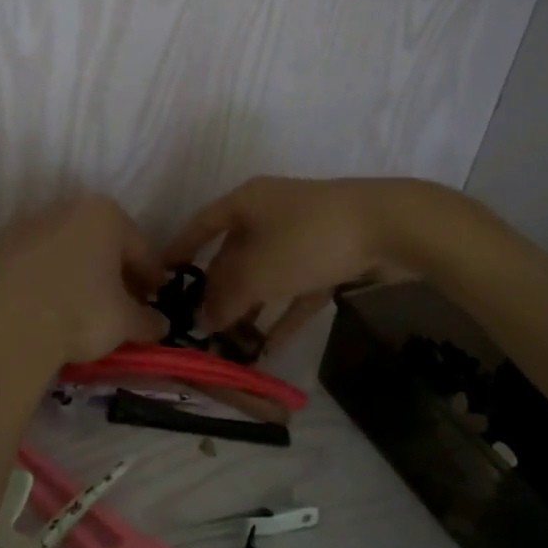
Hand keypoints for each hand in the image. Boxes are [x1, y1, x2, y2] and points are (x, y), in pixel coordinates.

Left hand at [0, 195, 163, 371]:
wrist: (4, 329)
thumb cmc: (79, 314)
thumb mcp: (125, 323)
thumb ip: (147, 320)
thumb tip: (161, 325)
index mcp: (105, 215)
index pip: (139, 247)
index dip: (149, 275)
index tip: (151, 297)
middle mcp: (64, 207)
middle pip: (96, 240)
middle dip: (107, 267)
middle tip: (114, 302)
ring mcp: (22, 223)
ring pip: (56, 245)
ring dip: (67, 267)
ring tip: (70, 304)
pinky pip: (20, 260)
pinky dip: (29, 276)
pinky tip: (31, 304)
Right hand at [164, 177, 427, 354]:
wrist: (387, 225)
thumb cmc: (306, 239)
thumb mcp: (258, 271)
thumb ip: (227, 296)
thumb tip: (205, 318)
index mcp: (246, 202)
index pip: (201, 224)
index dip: (179, 249)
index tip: (160, 277)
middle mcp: (270, 211)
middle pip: (234, 252)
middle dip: (219, 290)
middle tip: (202, 326)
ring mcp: (302, 232)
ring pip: (266, 272)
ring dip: (251, 306)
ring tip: (232, 342)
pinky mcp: (330, 254)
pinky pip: (297, 286)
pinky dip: (284, 312)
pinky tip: (272, 345)